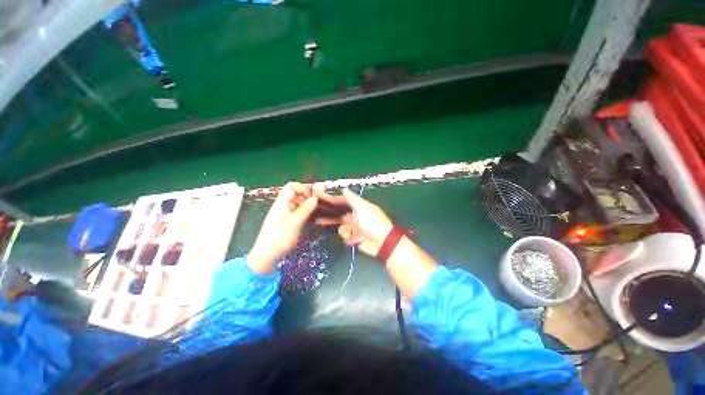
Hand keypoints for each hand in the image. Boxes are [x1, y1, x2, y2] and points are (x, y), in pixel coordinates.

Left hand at [247, 183, 317, 273]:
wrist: (267, 256)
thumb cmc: (279, 238)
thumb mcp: (294, 223)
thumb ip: (305, 209)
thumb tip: (315, 197)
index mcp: (281, 203)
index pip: (292, 187)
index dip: (303, 189)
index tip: (312, 197)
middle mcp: (284, 206)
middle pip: (297, 194)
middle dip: (308, 196)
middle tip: (319, 204)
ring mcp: (287, 214)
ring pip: (300, 203)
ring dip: (309, 205)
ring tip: (318, 211)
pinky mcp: (290, 221)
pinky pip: (300, 212)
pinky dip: (307, 212)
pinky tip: (314, 217)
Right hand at [314, 188, 392, 255]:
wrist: (382, 242)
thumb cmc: (373, 221)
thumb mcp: (363, 207)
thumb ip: (352, 199)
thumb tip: (344, 189)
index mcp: (359, 207)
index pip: (343, 201)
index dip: (332, 200)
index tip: (320, 198)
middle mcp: (355, 216)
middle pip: (339, 215)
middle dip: (330, 217)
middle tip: (317, 217)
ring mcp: (355, 228)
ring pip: (342, 227)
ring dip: (344, 230)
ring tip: (350, 232)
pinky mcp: (355, 238)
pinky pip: (346, 237)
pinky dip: (350, 238)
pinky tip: (356, 239)